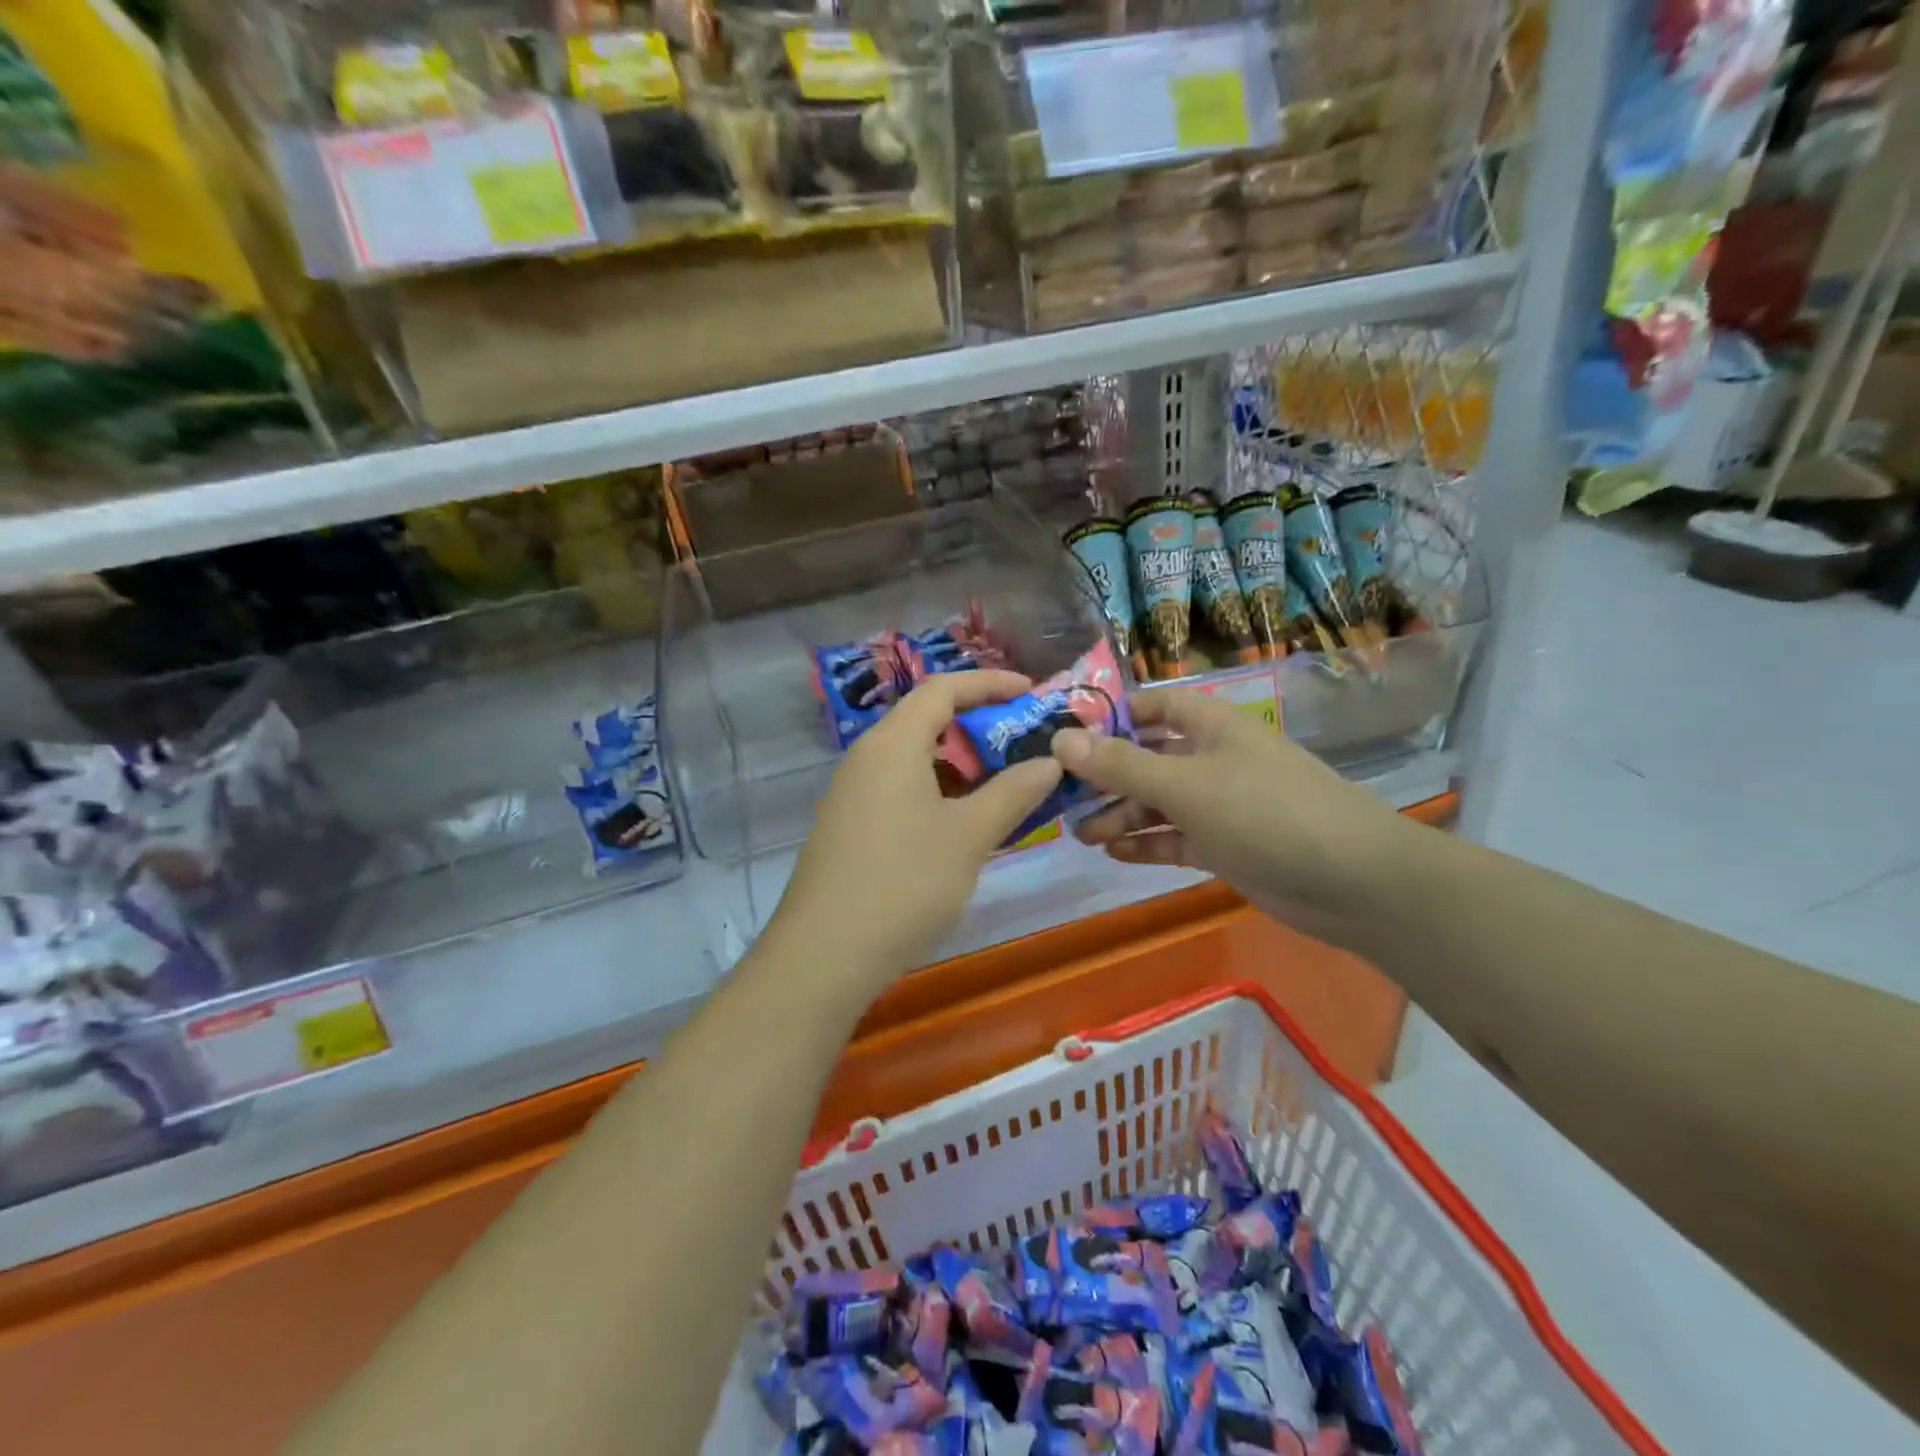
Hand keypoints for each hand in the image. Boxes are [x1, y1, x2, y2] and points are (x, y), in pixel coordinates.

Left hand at [771, 671, 1063, 981]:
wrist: (825, 954)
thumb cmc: (904, 883)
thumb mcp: (969, 836)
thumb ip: (1012, 792)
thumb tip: (1050, 761)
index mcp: (892, 743)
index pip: (943, 689)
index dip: (990, 683)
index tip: (1033, 692)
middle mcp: (867, 758)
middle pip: (927, 721)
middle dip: (980, 727)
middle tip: (1026, 745)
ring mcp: (853, 793)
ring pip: (915, 759)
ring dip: (961, 765)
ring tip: (1005, 785)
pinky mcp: (850, 826)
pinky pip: (901, 789)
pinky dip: (938, 792)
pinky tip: (964, 824)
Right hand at [1050, 690, 1407, 923]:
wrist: (1352, 880)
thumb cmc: (1264, 812)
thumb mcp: (1184, 785)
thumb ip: (1120, 765)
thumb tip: (1059, 740)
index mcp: (1210, 726)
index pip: (1152, 707)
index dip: (1111, 718)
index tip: (1065, 739)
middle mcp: (1213, 758)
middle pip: (1149, 758)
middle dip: (1107, 777)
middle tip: (1062, 799)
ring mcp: (1222, 804)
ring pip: (1159, 802)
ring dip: (1121, 814)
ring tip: (1081, 833)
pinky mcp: (1227, 845)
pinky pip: (1176, 837)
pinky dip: (1147, 842)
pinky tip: (1113, 853)